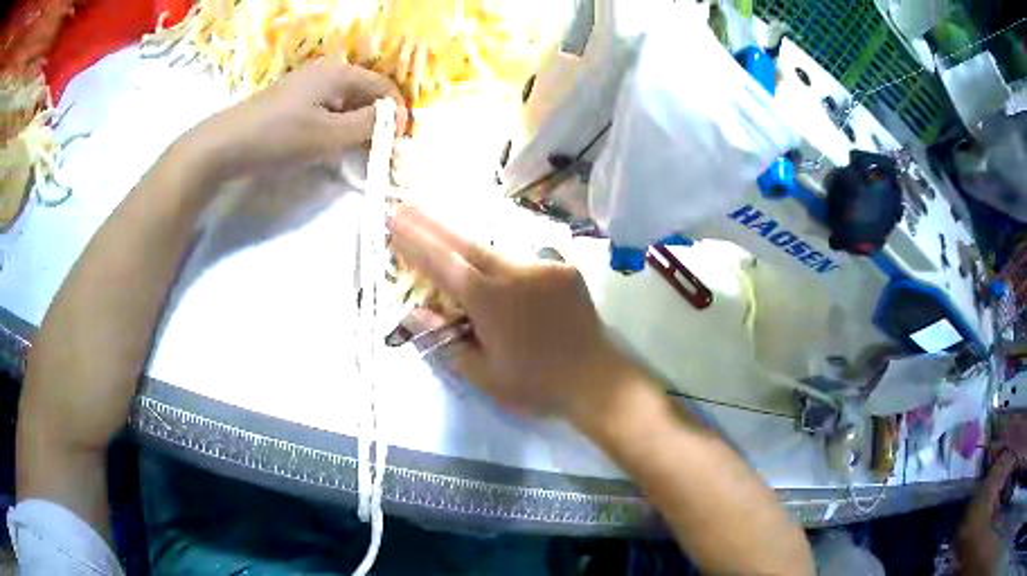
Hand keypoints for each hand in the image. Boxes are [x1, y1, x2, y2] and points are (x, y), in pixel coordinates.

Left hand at [180, 58, 406, 179]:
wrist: (224, 146)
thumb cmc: (279, 138)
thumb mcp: (329, 135)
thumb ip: (369, 126)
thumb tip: (397, 119)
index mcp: (340, 72)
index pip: (384, 88)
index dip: (397, 115)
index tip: (399, 145)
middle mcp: (326, 71)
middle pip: (366, 94)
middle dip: (377, 122)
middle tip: (378, 153)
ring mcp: (307, 85)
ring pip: (346, 103)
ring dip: (356, 127)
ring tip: (355, 153)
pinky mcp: (293, 101)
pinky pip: (327, 110)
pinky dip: (336, 128)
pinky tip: (329, 147)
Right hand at [388, 205, 633, 419]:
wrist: (597, 379)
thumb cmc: (534, 384)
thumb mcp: (482, 374)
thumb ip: (445, 339)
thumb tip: (416, 314)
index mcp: (489, 300)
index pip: (442, 263)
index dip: (414, 241)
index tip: (393, 221)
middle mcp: (513, 272)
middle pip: (464, 241)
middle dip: (431, 223)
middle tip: (406, 206)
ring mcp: (542, 265)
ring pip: (494, 247)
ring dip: (466, 241)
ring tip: (442, 233)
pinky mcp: (563, 268)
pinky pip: (523, 257)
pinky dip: (502, 259)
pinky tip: (494, 266)